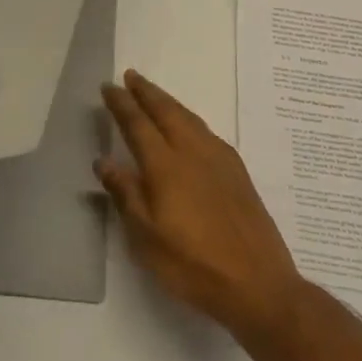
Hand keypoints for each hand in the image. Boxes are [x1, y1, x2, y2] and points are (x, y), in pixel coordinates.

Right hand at [97, 69, 306, 344]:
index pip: (138, 124)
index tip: (108, 86)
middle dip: (146, 92)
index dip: (122, 104)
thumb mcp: (146, 238)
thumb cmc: (193, 265)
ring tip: (155, 94)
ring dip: (168, 102)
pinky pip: (207, 131)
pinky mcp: (238, 172)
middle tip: (131, 76)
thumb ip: (125, 194)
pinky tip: (190, 127)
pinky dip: (190, 119)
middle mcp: (193, 153)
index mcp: (166, 166)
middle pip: (166, 111)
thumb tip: (104, 160)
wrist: (258, 284)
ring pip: (189, 118)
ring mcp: (219, 160)